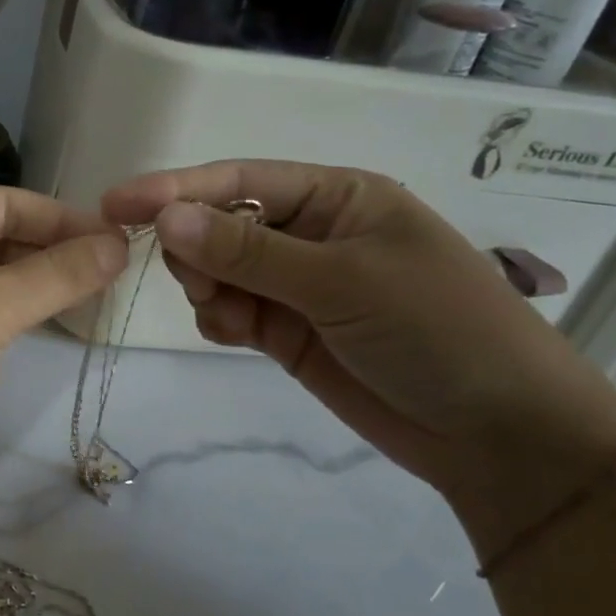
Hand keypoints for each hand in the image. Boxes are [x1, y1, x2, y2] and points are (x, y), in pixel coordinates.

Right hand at [102, 161, 615, 521]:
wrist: (499, 435)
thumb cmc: (436, 330)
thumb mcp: (342, 279)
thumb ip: (248, 250)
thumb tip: (166, 218)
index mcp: (336, 197)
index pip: (239, 180)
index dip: (175, 188)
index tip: (116, 204)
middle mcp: (311, 233)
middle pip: (220, 223)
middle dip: (196, 248)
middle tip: (199, 282)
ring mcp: (297, 285)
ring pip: (218, 270)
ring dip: (208, 288)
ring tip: (229, 318)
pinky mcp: (286, 331)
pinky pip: (229, 311)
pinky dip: (219, 319)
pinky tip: (234, 335)